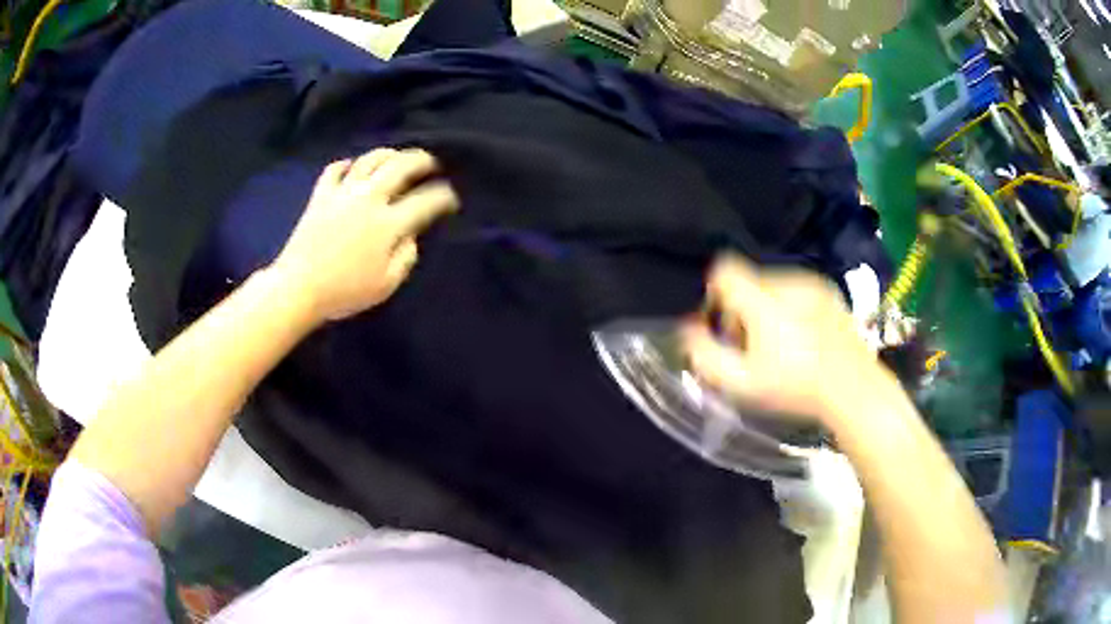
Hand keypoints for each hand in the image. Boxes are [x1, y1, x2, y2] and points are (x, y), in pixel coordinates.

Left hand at [272, 149, 458, 322]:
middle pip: (400, 166)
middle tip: (431, 163)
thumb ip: (406, 258)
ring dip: (388, 154)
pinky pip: (335, 169)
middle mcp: (369, 199)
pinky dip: (347, 164)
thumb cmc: (344, 292)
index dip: (444, 197)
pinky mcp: (321, 195)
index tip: (451, 198)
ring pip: (370, 160)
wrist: (298, 287)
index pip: (425, 201)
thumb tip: (411, 237)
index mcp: (388, 224)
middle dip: (422, 161)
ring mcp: (343, 193)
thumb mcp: (385, 285)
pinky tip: (352, 167)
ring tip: (397, 158)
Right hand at [681, 255, 892, 428]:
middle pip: (747, 281)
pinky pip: (794, 289)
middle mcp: (788, 281)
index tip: (722, 328)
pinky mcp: (828, 291)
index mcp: (765, 300)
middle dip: (740, 310)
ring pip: (771, 285)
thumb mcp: (742, 384)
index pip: (724, 270)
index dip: (714, 295)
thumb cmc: (795, 389)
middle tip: (751, 348)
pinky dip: (788, 307)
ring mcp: (812, 284)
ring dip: (765, 309)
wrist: (853, 390)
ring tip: (779, 346)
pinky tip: (801, 338)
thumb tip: (687, 328)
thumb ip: (706, 355)